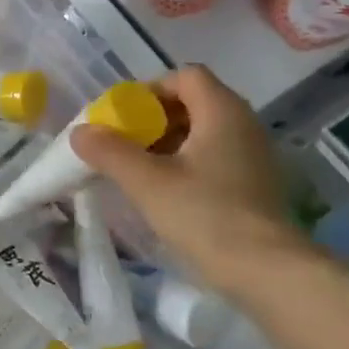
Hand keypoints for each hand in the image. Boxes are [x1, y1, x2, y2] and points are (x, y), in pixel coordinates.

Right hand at [71, 64, 313, 292]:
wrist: (268, 272)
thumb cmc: (205, 215)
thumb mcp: (147, 182)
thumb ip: (110, 152)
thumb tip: (80, 132)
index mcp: (222, 111)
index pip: (185, 77)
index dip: (150, 90)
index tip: (124, 118)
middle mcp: (244, 124)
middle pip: (193, 103)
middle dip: (154, 119)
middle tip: (125, 144)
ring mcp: (255, 155)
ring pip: (204, 133)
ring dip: (169, 144)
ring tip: (140, 171)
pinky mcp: (256, 184)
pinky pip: (216, 158)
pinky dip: (188, 164)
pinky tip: (167, 193)